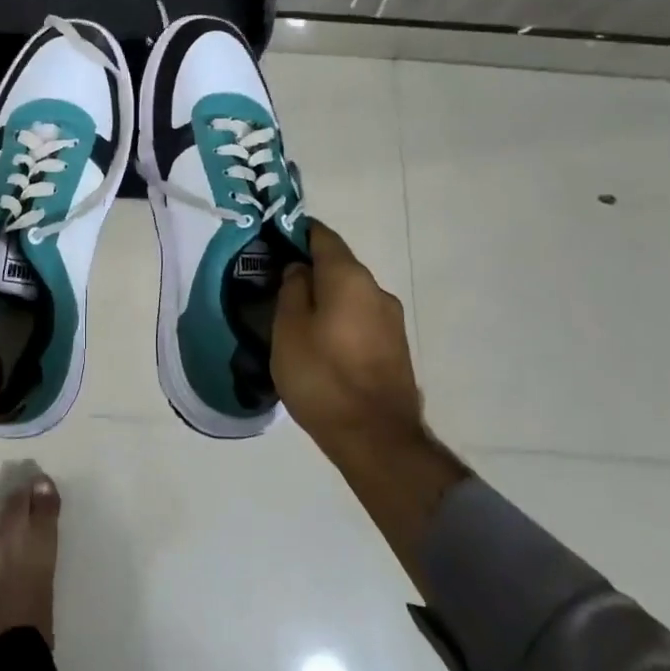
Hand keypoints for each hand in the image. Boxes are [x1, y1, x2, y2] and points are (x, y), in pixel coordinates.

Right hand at [274, 222, 465, 580]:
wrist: (377, 439)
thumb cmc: (322, 376)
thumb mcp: (288, 329)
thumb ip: (291, 290)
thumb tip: (299, 269)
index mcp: (349, 278)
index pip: (322, 236)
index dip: (297, 232)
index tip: (274, 239)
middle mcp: (376, 290)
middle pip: (338, 265)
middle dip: (310, 268)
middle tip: (277, 282)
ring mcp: (391, 320)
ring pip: (350, 294)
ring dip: (325, 296)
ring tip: (296, 315)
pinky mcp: (395, 348)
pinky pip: (360, 318)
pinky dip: (339, 318)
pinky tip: (320, 340)